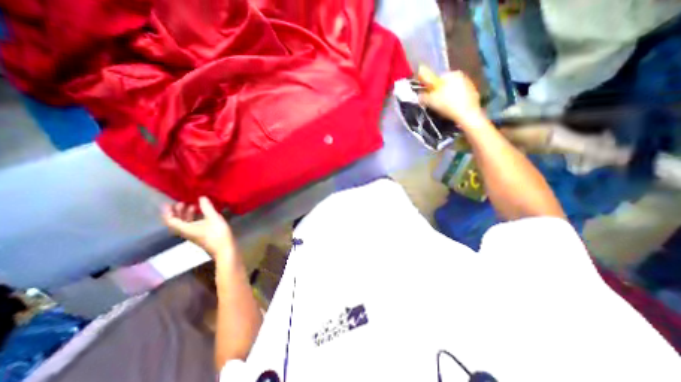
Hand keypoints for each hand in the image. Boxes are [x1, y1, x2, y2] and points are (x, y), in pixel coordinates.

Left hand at [161, 196, 235, 259]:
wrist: (224, 248)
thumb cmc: (217, 233)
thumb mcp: (213, 218)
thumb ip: (207, 207)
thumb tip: (201, 197)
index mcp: (185, 228)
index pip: (170, 220)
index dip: (168, 212)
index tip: (170, 203)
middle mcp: (186, 232)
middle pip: (176, 222)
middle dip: (177, 212)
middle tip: (182, 202)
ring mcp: (193, 234)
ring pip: (184, 224)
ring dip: (186, 214)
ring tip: (193, 206)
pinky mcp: (200, 235)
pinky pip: (191, 225)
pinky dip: (193, 218)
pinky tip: (202, 214)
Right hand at [415, 65, 482, 127]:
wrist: (467, 115)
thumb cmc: (447, 105)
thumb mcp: (430, 101)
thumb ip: (422, 96)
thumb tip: (419, 95)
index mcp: (451, 74)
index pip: (437, 79)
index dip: (431, 89)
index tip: (429, 98)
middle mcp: (462, 75)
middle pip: (445, 84)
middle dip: (440, 93)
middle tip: (436, 104)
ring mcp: (469, 83)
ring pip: (453, 90)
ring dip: (448, 97)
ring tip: (444, 108)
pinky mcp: (474, 92)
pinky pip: (461, 95)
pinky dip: (456, 101)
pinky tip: (453, 109)